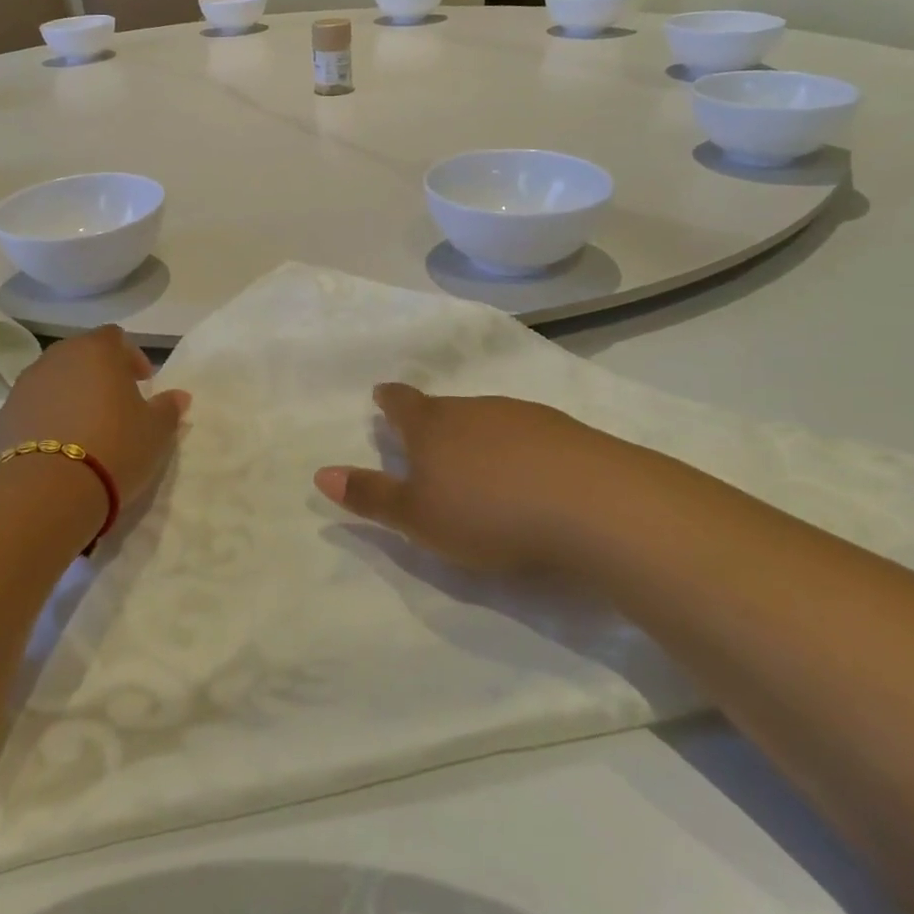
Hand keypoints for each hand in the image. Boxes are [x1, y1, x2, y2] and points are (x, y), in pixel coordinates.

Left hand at [0, 326, 190, 526]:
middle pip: (80, 355)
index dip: (131, 356)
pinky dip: (45, 419)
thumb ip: (168, 408)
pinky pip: (31, 409)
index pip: (115, 337)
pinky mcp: (2, 417)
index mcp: (96, 351)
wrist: (47, 492)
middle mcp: (56, 358)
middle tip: (115, 404)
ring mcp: (24, 386)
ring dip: (69, 395)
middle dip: (98, 374)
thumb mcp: (156, 431)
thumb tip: (178, 396)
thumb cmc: (114, 448)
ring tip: (85, 429)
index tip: (143, 383)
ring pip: (52, 380)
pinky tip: (56, 449)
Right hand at [313, 384, 665, 574]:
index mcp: (432, 426)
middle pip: (443, 408)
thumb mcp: (418, 517)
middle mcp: (473, 409)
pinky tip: (529, 474)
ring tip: (476, 461)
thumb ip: (371, 496)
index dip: (389, 400)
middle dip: (431, 421)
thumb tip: (320, 473)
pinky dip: (518, 448)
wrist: (593, 505)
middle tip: (426, 438)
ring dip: (476, 435)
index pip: (401, 403)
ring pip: (486, 419)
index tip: (382, 396)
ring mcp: (522, 415)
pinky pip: (527, 434)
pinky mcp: (565, 432)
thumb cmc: (488, 513)